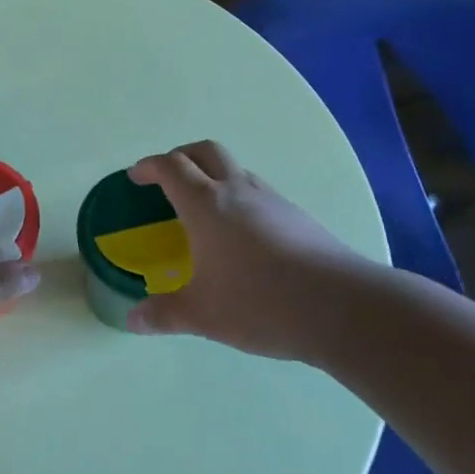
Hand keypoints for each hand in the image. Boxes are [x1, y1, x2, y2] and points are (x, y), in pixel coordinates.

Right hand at [126, 140, 389, 363]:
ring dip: (213, 176)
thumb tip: (132, 321)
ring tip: (204, 210)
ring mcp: (272, 200)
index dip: (149, 167)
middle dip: (181, 156)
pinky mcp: (298, 217)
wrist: (342, 307)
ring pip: (236, 170)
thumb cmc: (259, 302)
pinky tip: (241, 236)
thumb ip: (164, 314)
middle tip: (167, 179)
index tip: (136, 177)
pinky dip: (239, 198)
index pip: (171, 167)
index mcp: (206, 204)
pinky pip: (258, 192)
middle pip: (205, 151)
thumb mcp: (203, 314)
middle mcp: (237, 190)